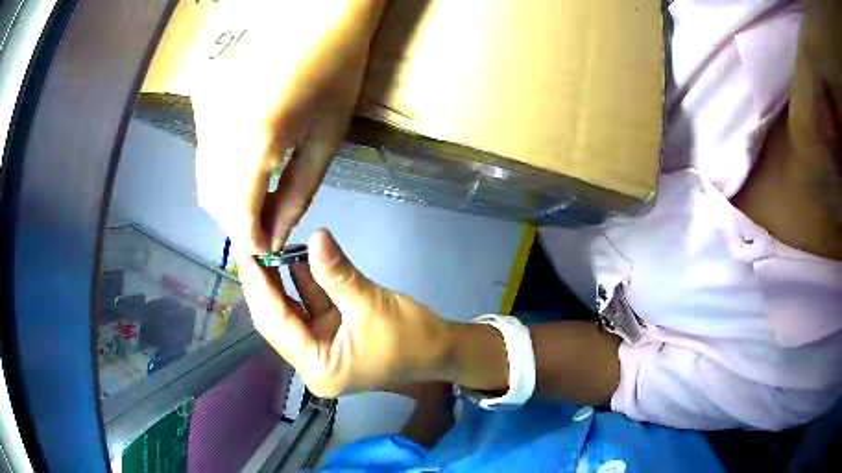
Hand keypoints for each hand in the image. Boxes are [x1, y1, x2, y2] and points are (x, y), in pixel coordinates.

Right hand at [194, 0, 386, 252]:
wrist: (320, 19)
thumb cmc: (336, 74)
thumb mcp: (326, 140)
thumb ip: (297, 193)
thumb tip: (275, 233)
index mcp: (257, 138)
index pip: (238, 212)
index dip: (251, 239)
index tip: (268, 248)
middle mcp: (220, 127)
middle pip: (214, 200)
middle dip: (238, 222)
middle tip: (267, 225)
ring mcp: (207, 111)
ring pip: (205, 179)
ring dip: (229, 200)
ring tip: (260, 199)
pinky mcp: (204, 99)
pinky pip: (205, 153)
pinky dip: (222, 172)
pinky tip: (246, 165)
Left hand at [237, 229, 454, 397]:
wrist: (442, 349)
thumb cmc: (412, 337)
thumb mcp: (372, 305)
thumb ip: (338, 273)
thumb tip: (316, 236)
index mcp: (318, 368)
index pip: (276, 324)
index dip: (258, 286)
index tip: (245, 251)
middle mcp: (312, 363)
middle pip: (277, 320)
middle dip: (263, 284)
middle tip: (251, 245)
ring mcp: (321, 349)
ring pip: (290, 312)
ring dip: (281, 281)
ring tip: (267, 246)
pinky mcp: (331, 336)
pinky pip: (309, 307)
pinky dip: (303, 283)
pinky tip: (294, 257)